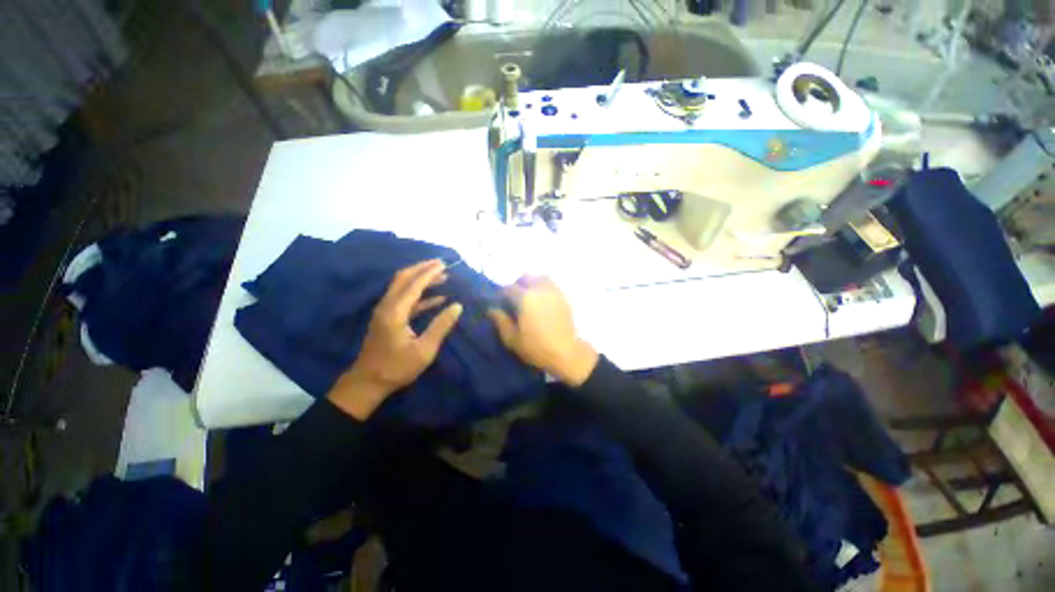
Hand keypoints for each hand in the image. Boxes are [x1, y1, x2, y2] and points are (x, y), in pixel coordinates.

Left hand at [329, 259, 462, 419]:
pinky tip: (436, 298)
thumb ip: (441, 326)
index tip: (444, 264)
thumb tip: (458, 306)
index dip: (429, 273)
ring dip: (421, 279)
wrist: (368, 382)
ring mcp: (385, 311)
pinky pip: (404, 299)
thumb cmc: (397, 367)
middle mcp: (387, 306)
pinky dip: (420, 294)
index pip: (414, 285)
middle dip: (423, 269)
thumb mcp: (424, 350)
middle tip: (442, 264)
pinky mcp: (387, 318)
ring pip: (402, 286)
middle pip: (403, 278)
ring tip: (442, 277)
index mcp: (395, 311)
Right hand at [488, 275, 597, 386]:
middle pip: (526, 277)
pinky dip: (543, 288)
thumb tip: (492, 309)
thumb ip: (500, 321)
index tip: (499, 303)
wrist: (566, 353)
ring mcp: (554, 291)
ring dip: (531, 283)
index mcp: (525, 298)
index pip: (508, 288)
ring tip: (528, 298)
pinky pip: (551, 285)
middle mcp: (540, 289)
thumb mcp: (512, 338)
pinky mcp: (563, 297)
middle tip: (514, 299)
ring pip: (540, 278)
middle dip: (517, 285)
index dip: (501, 295)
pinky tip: (541, 302)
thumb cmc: (536, 347)